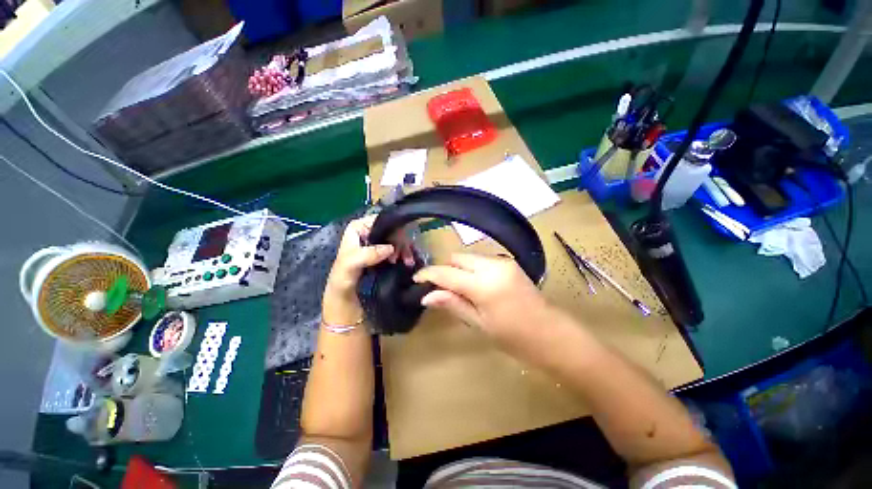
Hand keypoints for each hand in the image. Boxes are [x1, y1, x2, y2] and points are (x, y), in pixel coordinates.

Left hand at [323, 215, 412, 324]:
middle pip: (391, 229)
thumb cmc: (342, 283)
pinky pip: (400, 250)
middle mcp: (368, 234)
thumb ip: (366, 255)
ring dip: (405, 249)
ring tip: (407, 262)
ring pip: (397, 239)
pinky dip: (406, 255)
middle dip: (400, 241)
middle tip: (401, 257)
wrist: (346, 303)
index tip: (397, 243)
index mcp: (357, 230)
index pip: (378, 220)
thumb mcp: (348, 267)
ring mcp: (378, 245)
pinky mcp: (385, 256)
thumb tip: (390, 248)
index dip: (391, 228)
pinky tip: (408, 263)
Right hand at [413, 253, 555, 354]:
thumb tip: (427, 296)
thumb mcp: (479, 323)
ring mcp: (503, 262)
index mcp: (483, 285)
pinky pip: (482, 260)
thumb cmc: (513, 337)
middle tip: (440, 288)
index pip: (447, 273)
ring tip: (459, 289)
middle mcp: (492, 266)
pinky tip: (476, 286)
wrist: (550, 334)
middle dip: (445, 269)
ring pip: (469, 257)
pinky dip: (472, 269)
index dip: (428, 274)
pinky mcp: (509, 262)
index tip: (416, 278)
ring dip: (459, 269)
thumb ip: (453, 304)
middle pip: (457, 258)